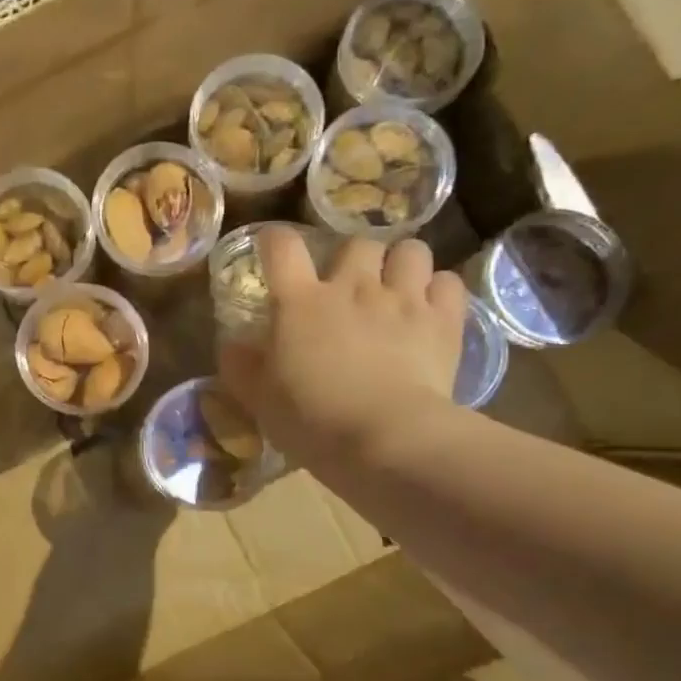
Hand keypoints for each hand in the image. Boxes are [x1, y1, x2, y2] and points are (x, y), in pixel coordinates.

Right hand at [221, 230, 466, 480]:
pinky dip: (440, 290)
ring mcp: (402, 299)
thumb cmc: (312, 420)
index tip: (275, 249)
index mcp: (300, 302)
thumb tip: (231, 344)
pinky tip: (432, 309)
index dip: (276, 240)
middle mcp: (352, 287)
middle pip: (357, 243)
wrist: (386, 440)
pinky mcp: (443, 321)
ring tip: (398, 287)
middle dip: (353, 257)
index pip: (282, 247)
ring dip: (402, 264)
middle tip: (351, 284)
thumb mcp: (259, 399)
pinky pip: (449, 282)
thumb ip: (241, 366)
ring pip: (410, 251)